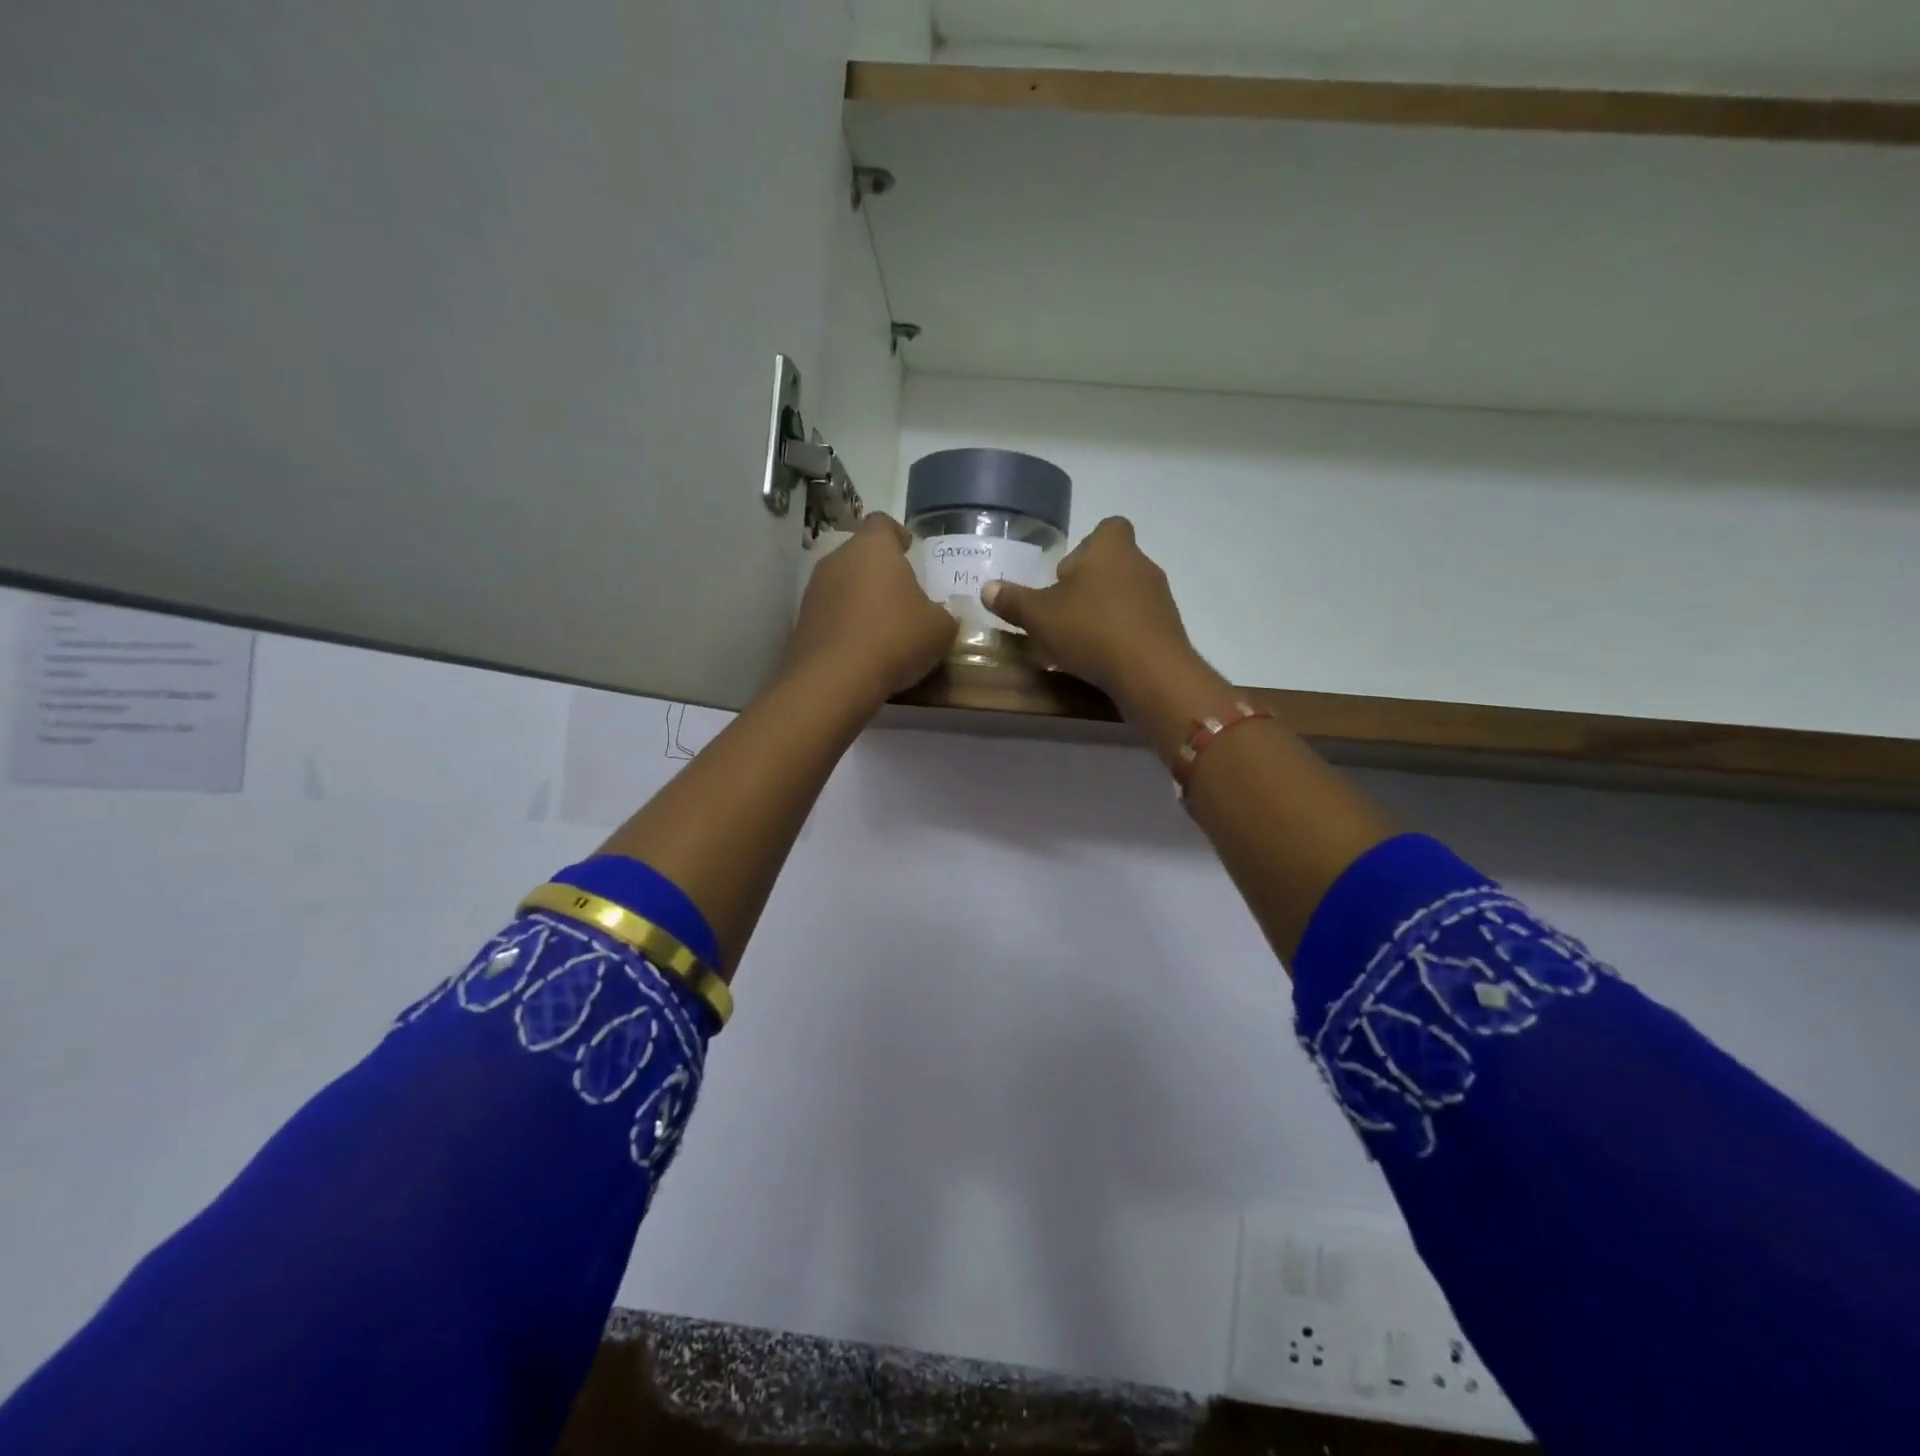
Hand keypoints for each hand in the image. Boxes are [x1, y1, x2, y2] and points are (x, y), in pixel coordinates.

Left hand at [780, 513, 954, 703]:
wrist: (835, 680)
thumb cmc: (895, 639)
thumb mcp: (939, 629)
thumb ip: (943, 615)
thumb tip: (939, 617)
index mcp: (873, 548)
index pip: (883, 523)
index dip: (897, 534)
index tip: (909, 549)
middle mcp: (838, 559)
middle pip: (861, 554)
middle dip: (880, 571)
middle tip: (902, 594)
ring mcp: (814, 590)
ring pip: (843, 584)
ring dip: (861, 598)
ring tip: (882, 625)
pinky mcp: (802, 621)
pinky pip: (831, 613)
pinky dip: (845, 623)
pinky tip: (862, 647)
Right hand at [980, 517, 1204, 708]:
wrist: (1151, 672)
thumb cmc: (1091, 630)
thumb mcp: (1039, 617)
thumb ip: (1013, 601)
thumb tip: (987, 588)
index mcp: (1111, 548)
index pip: (1107, 528)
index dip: (1086, 547)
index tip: (1065, 575)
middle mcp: (1141, 565)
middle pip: (1114, 564)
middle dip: (1089, 585)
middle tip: (1063, 612)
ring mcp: (1160, 598)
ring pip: (1127, 595)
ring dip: (1105, 611)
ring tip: (1080, 639)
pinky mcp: (1169, 630)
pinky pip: (1139, 623)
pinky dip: (1122, 635)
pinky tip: (1103, 657)